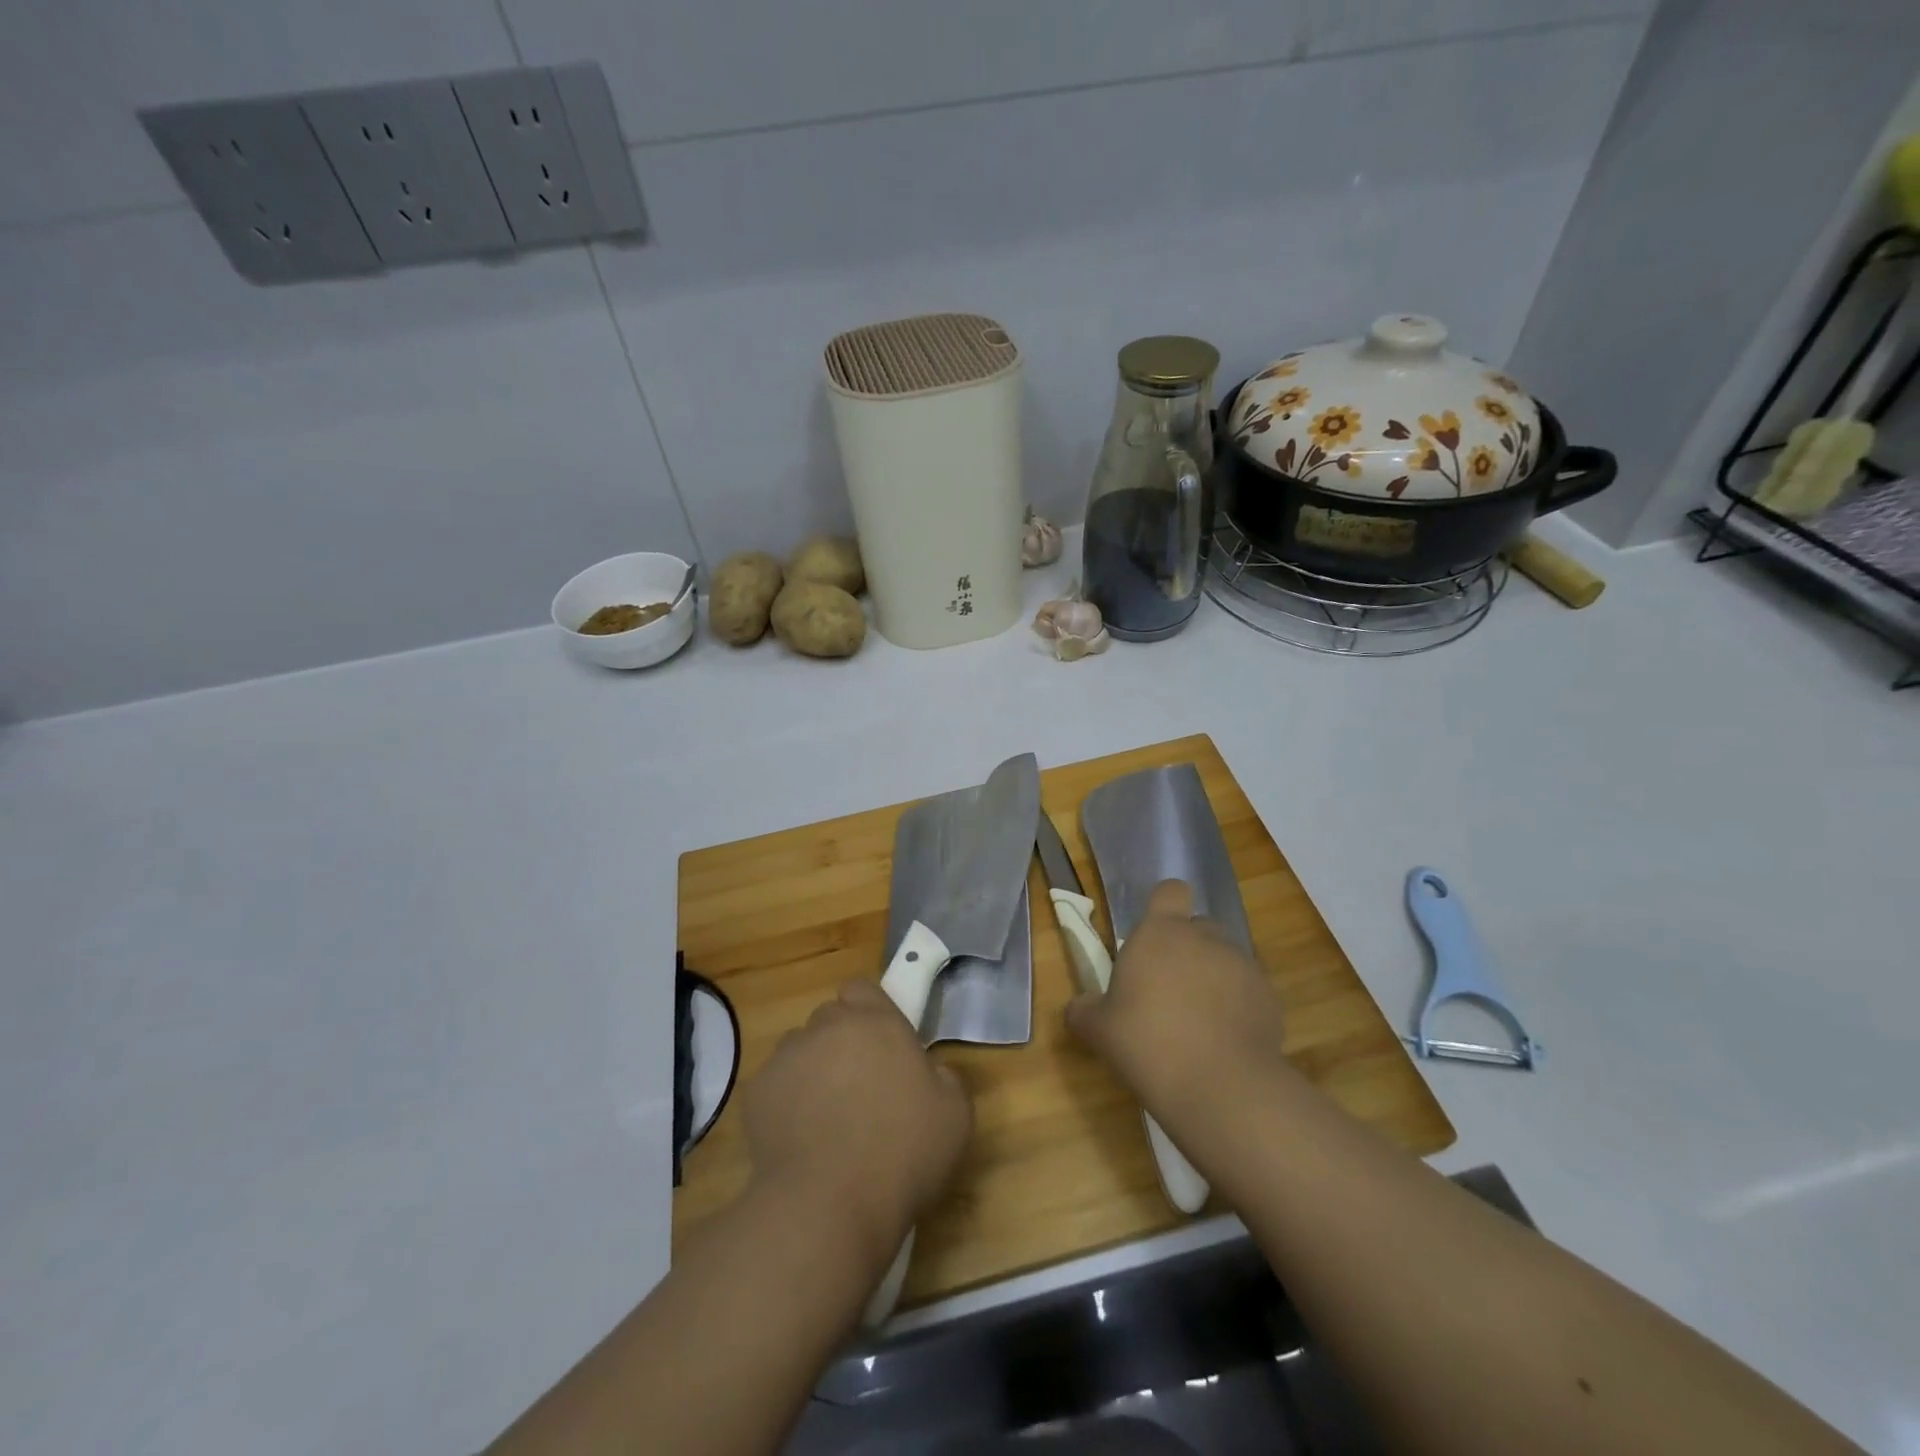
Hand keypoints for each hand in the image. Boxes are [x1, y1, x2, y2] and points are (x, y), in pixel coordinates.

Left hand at [745, 980, 972, 1256]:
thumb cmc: (902, 1153)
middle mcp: (828, 1027)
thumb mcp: (955, 1115)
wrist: (828, 1206)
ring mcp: (787, 1057)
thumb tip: (928, 1071)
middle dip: (841, 1042)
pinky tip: (799, 1140)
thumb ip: (944, 1077)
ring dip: (812, 1070)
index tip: (881, 1043)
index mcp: (877, 1022)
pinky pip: (774, 1086)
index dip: (869, 1010)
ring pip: (799, 1050)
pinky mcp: (756, 1092)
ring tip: (825, 1118)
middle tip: (859, 1086)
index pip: (861, 988)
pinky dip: (785, 1103)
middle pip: (829, 1018)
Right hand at [1066, 880, 1287, 1132]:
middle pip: (1199, 927)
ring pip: (1225, 959)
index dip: (1165, 906)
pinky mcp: (1270, 997)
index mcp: (1160, 932)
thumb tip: (1080, 1007)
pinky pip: (1249, 991)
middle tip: (1169, 987)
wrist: (1220, 1086)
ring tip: (1199, 1021)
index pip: (1171, 891)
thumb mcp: (1099, 1030)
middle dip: (1188, 949)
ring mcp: (1243, 965)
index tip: (1155, 935)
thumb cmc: (1147, 1042)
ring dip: (1214, 978)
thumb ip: (1086, 1010)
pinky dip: (1238, 1007)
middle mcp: (1205, 937)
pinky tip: (1225, 1041)